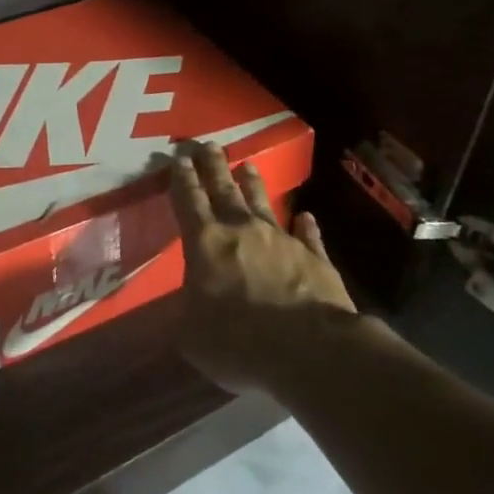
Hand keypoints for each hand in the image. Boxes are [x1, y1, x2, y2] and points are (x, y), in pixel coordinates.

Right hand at [167, 141, 356, 395]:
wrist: (309, 349)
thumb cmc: (238, 340)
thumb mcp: (189, 334)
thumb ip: (184, 312)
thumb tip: (185, 303)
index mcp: (205, 243)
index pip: (188, 201)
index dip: (181, 179)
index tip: (179, 157)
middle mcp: (242, 230)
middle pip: (223, 189)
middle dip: (213, 166)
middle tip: (208, 145)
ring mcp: (281, 240)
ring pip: (263, 203)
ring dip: (253, 184)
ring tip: (248, 165)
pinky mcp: (315, 258)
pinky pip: (307, 235)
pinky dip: (305, 225)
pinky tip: (306, 216)